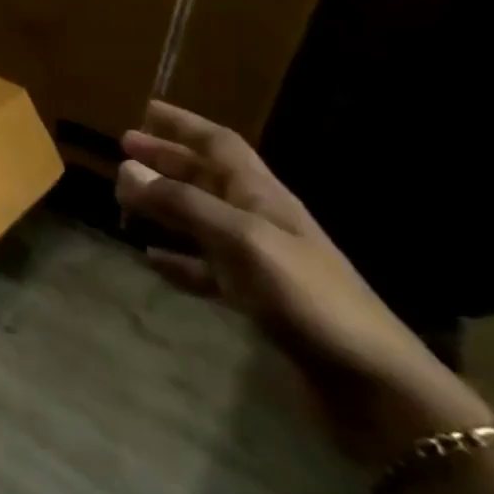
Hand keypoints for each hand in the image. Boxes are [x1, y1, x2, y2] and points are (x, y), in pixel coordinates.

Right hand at [116, 101, 493, 465]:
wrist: (371, 383)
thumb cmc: (307, 297)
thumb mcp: (241, 240)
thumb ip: (183, 203)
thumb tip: (126, 168)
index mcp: (263, 197)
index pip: (219, 145)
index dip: (184, 125)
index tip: (145, 110)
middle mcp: (260, 220)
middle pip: (207, 178)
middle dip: (167, 160)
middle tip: (122, 150)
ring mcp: (259, 261)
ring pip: (202, 219)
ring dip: (166, 205)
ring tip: (126, 199)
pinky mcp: (256, 300)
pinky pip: (205, 268)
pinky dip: (177, 260)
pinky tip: (151, 260)